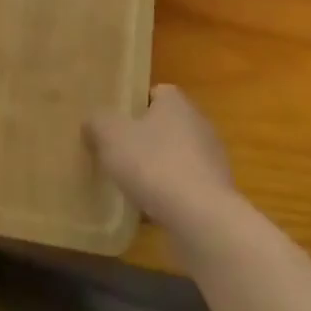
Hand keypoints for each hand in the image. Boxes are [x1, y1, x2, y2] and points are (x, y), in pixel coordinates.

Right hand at [87, 85, 240, 235]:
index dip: (134, 106)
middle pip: (166, 125)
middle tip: (119, 154)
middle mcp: (199, 124)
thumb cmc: (153, 164)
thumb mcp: (111, 136)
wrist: (201, 218)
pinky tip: (152, 211)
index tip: (116, 124)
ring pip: (177, 157)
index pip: (156, 93)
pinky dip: (171, 194)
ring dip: (158, 169)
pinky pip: (186, 186)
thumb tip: (93, 122)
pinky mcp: (217, 192)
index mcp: (176, 102)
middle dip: (145, 139)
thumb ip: (98, 123)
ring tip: (133, 186)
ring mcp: (212, 159)